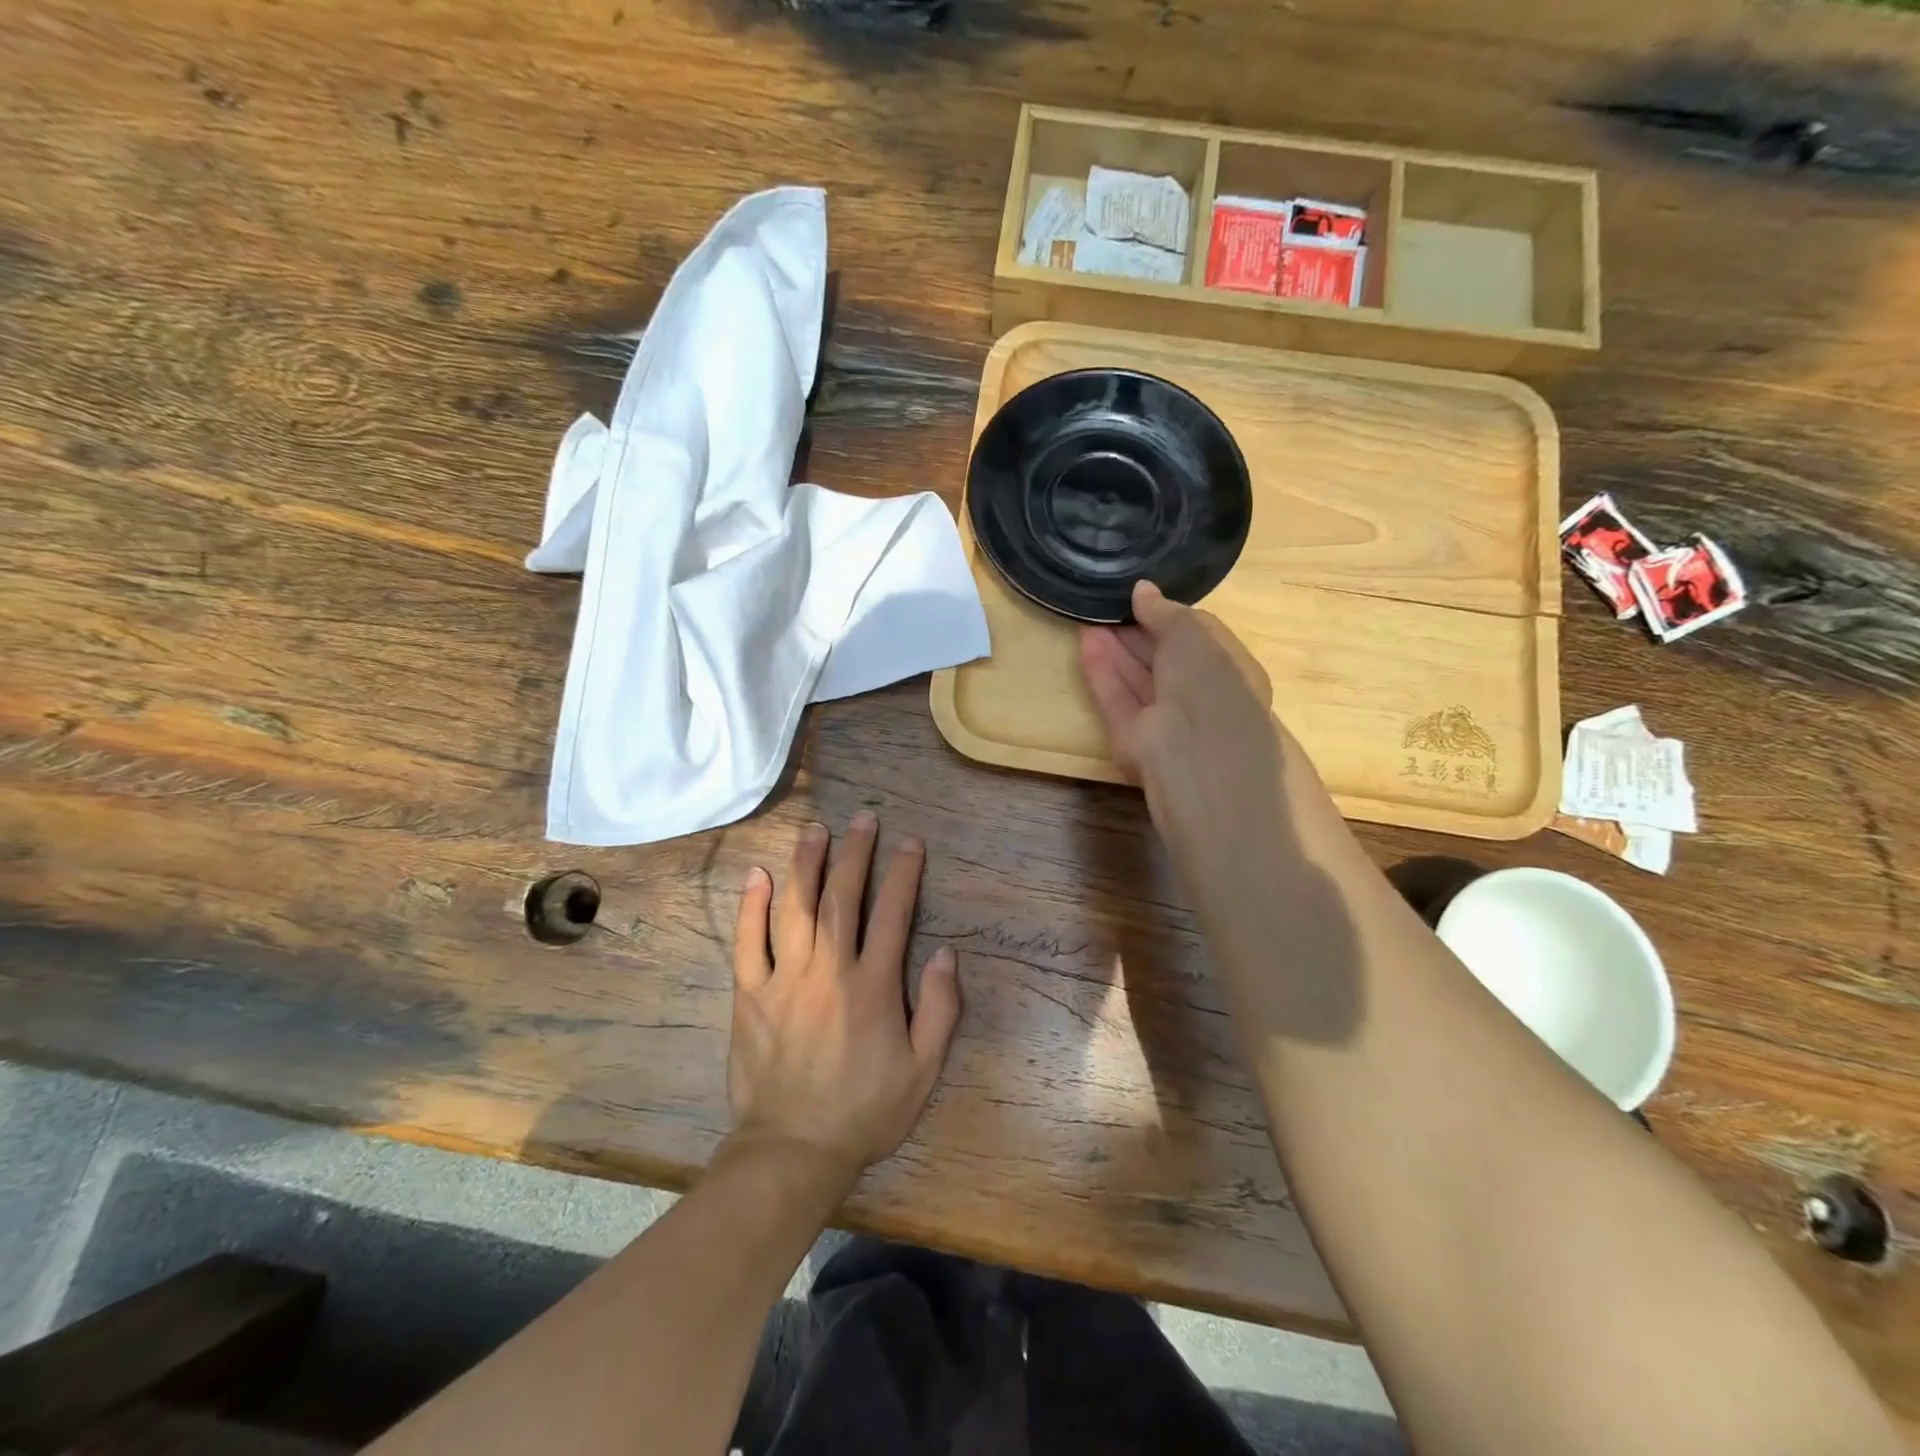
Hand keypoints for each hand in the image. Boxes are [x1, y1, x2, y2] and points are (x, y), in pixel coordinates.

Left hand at [726, 812, 961, 1193]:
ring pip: (796, 907)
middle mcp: (829, 969)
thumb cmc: (865, 1110)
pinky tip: (759, 875)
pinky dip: (752, 906)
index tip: (910, 843)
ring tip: (815, 829)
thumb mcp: (923, 1070)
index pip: (893, 913)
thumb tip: (946, 952)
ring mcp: (784, 979)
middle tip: (863, 818)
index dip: (904, 873)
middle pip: (843, 897)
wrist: (793, 1151)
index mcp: (873, 985)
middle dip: (855, 852)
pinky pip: (748, 942)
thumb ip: (940, 1009)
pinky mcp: (750, 994)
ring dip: (807, 864)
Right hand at [1079, 579, 1275, 786]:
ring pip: (1137, 679)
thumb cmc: (1210, 682)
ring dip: (1114, 649)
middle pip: (1163, 660)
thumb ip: (1166, 611)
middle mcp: (1199, 697)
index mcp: (1229, 671)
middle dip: (1136, 633)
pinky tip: (1085, 641)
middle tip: (1107, 606)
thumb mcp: (1193, 632)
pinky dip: (1102, 671)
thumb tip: (1141, 590)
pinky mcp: (1133, 738)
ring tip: (1088, 617)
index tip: (1139, 598)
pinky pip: (1117, 698)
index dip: (1168, 617)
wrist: (1195, 752)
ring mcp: (1165, 721)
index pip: (1196, 639)